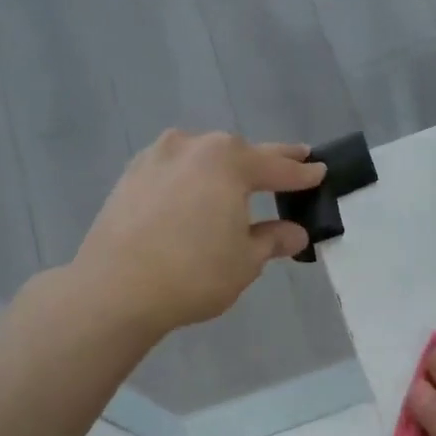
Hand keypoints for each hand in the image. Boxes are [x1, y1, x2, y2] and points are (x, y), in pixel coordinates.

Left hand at [73, 130, 324, 333]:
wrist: (116, 289)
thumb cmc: (194, 273)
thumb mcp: (246, 261)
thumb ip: (273, 240)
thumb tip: (294, 233)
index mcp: (228, 161)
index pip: (277, 167)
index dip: (302, 173)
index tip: (320, 171)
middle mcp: (192, 146)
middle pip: (239, 152)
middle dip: (266, 161)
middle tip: (292, 160)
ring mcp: (155, 157)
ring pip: (203, 157)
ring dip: (225, 167)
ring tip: (240, 181)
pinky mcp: (130, 176)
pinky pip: (175, 170)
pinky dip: (192, 178)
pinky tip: (195, 194)